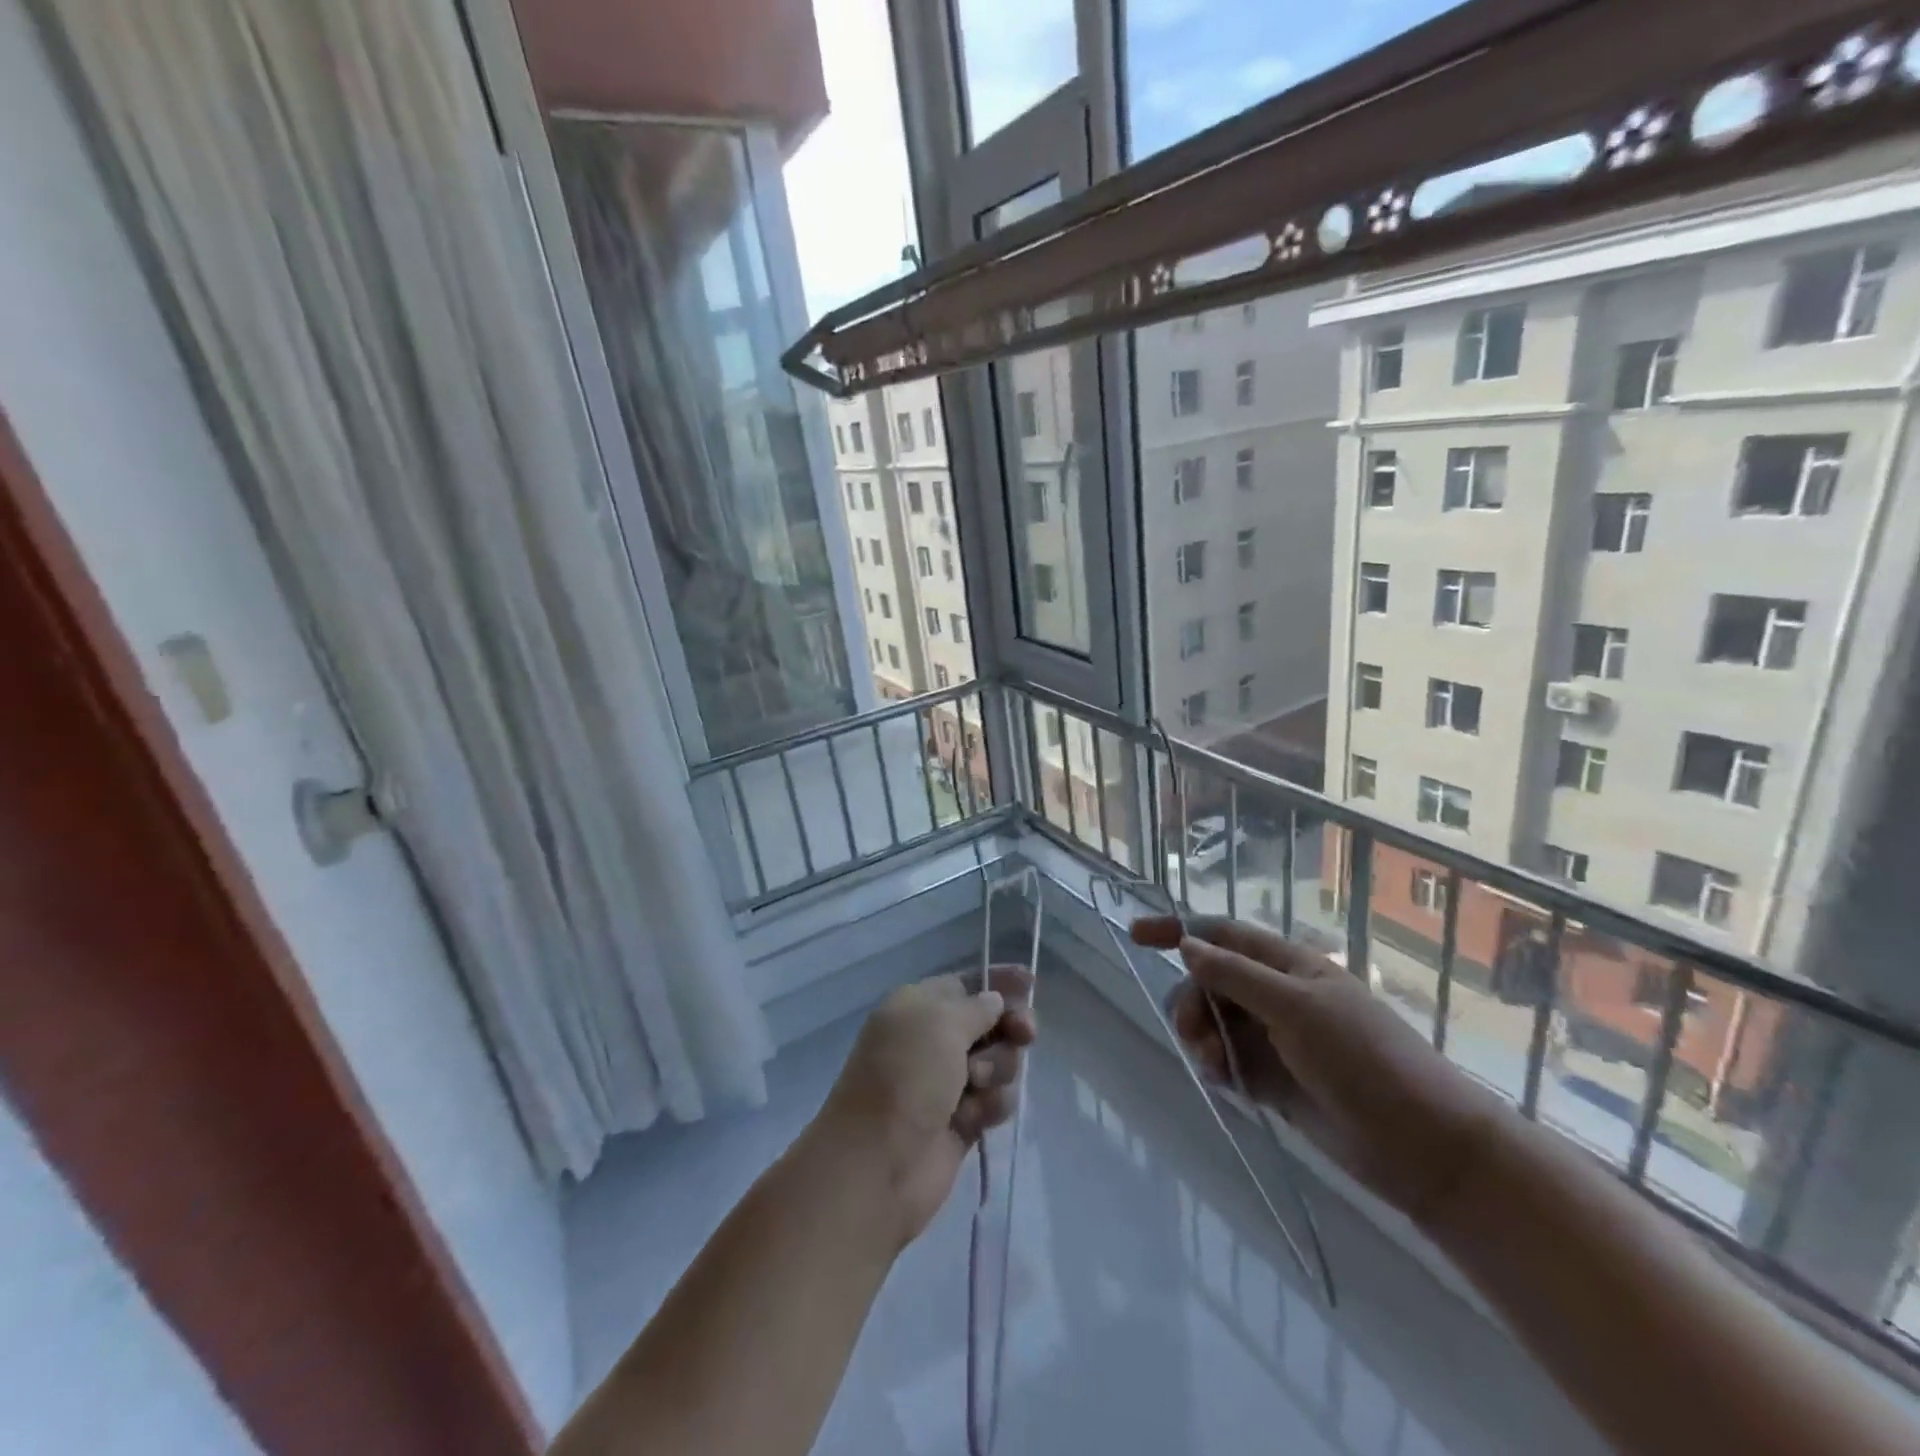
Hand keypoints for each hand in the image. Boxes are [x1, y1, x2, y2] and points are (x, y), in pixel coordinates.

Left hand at [816, 967, 1036, 1246]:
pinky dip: (990, 1105)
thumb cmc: (906, 1076)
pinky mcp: (962, 1121)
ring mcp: (948, 1082)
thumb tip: (994, 1001)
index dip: (998, 982)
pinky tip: (973, 1118)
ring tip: (976, 1085)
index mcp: (918, 1006)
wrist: (878, 1163)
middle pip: (990, 1022)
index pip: (966, 983)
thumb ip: (977, 1006)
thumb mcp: (940, 1023)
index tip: (1030, 981)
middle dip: (1009, 1026)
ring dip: (998, 1069)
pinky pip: (996, 1100)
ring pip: (1000, 1062)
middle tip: (1025, 1034)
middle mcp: (933, 1040)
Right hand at [1132, 915, 1506, 1226]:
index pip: (1221, 934)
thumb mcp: (1298, 1009)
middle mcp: (1275, 995)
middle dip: (1190, 1002)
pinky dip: (1217, 1067)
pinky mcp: (1273, 1079)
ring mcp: (1274, 1038)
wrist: (1422, 1147)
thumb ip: (1237, 976)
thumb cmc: (1365, 1060)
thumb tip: (1187, 944)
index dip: (1178, 929)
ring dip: (1201, 1038)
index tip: (1136, 934)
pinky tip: (1226, 1083)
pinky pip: (1227, 1060)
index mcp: (1287, 966)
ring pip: (1213, 1023)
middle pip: (1209, 982)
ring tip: (1214, 1067)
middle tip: (1192, 1035)